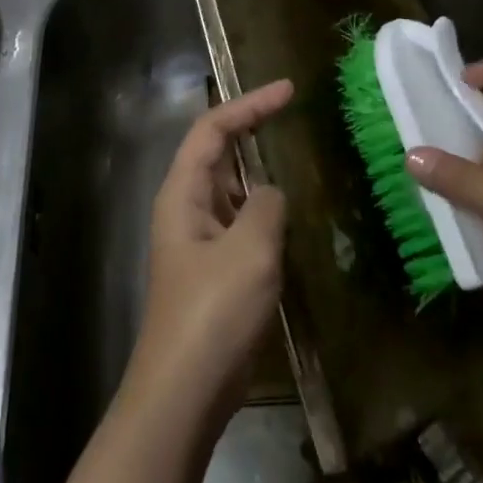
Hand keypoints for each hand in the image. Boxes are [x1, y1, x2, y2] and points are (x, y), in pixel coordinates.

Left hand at [126, 79, 293, 423]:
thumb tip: (271, 195)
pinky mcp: (215, 271)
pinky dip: (265, 210)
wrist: (185, 391)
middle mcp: (186, 208)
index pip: (213, 129)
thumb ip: (267, 205)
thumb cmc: (213, 312)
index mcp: (183, 193)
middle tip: (294, 113)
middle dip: (252, 128)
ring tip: (299, 157)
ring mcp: (199, 241)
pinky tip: (294, 217)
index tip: (288, 90)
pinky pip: (242, 223)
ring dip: (261, 170)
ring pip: (232, 189)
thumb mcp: (250, 248)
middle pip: (218, 153)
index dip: (249, 104)